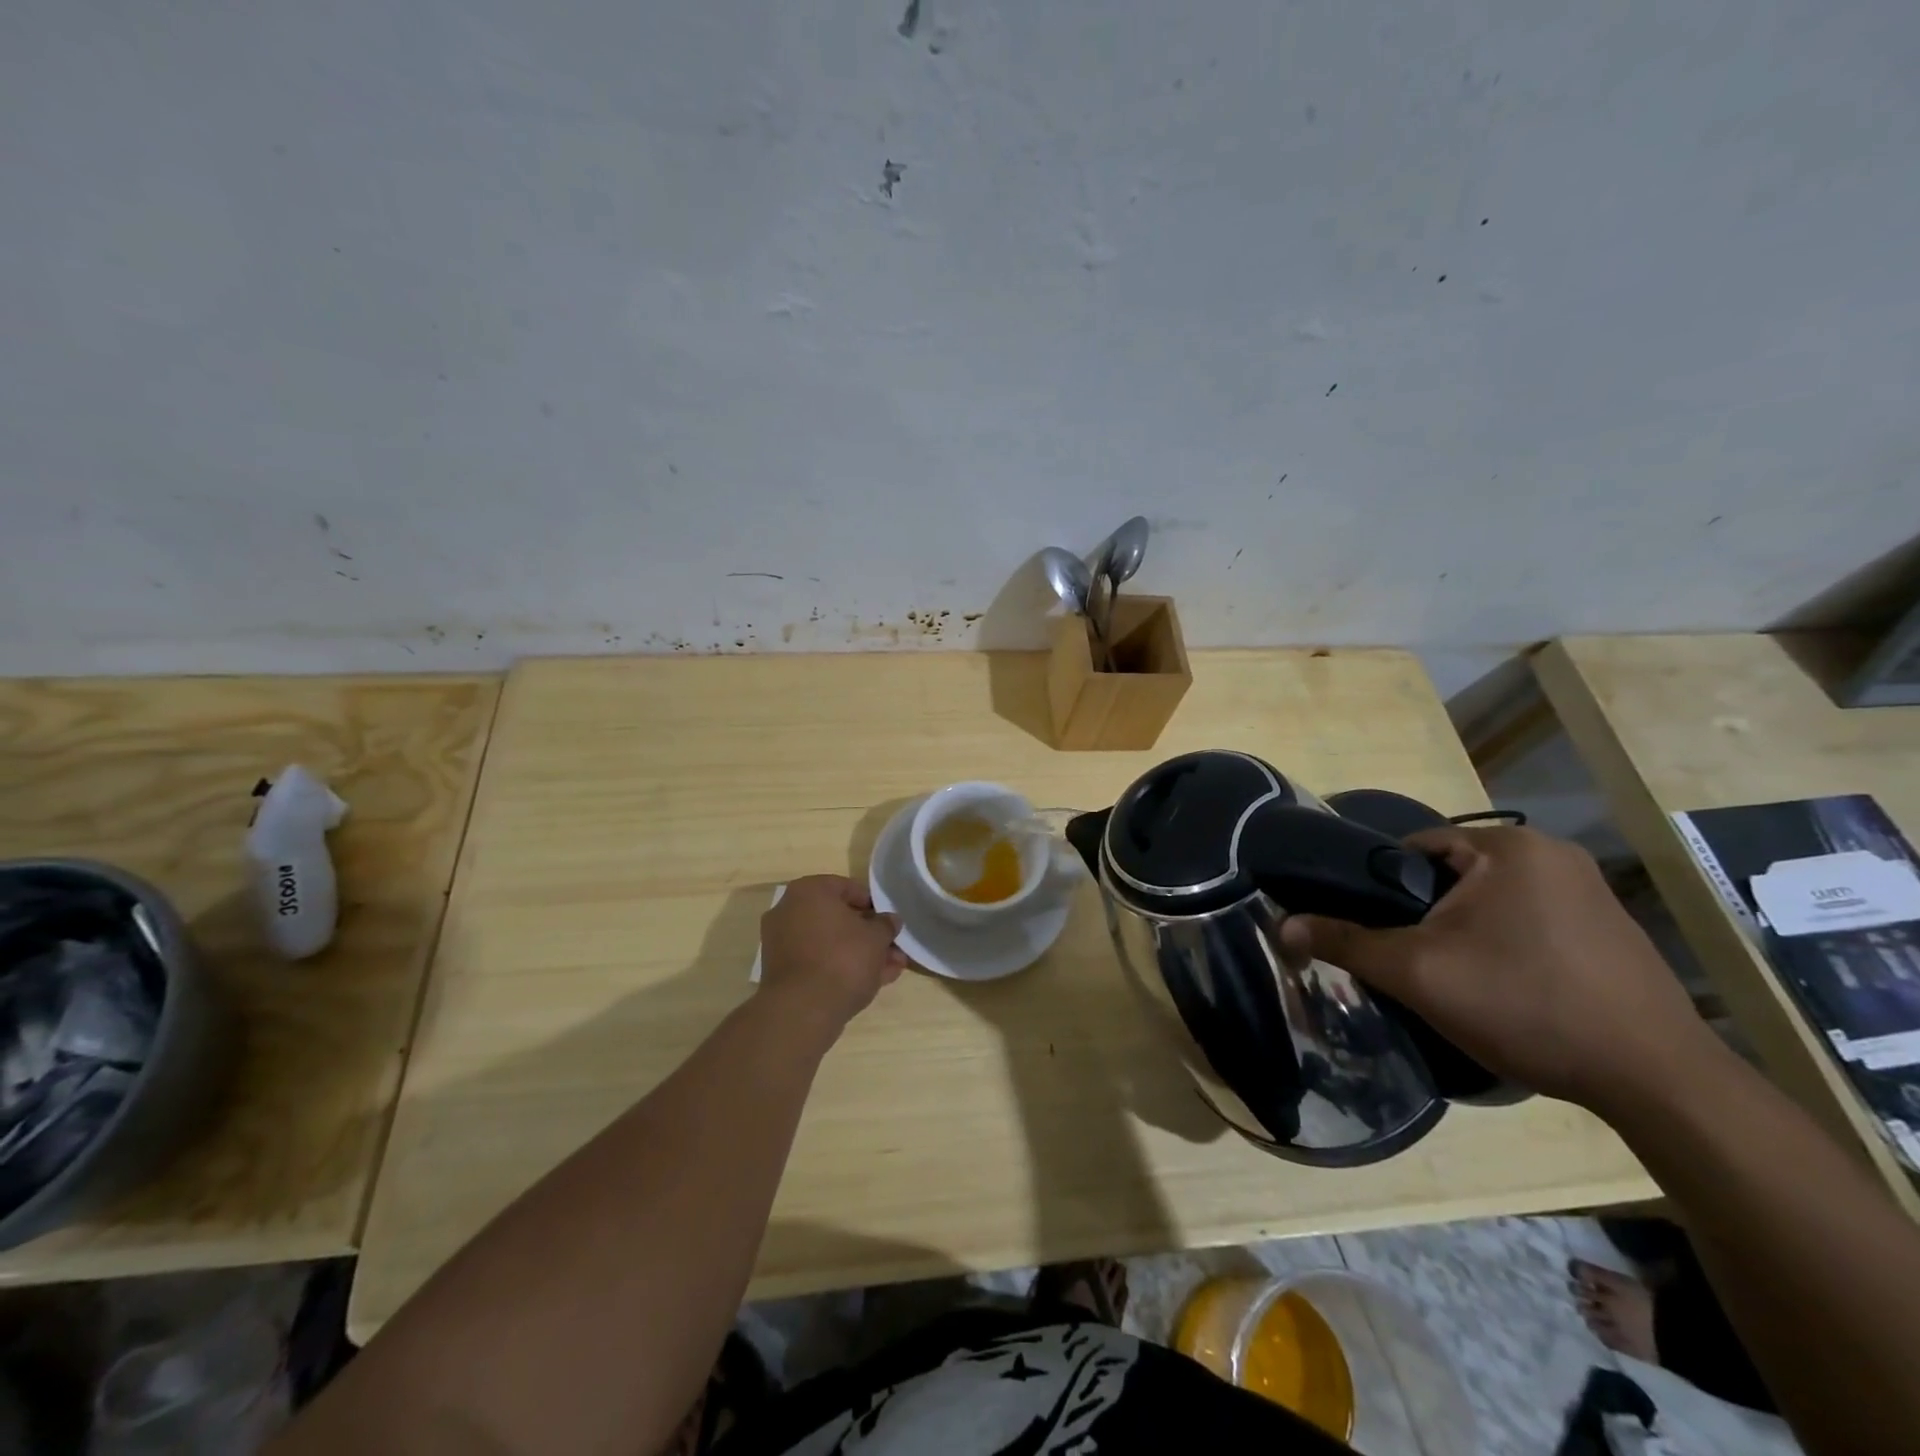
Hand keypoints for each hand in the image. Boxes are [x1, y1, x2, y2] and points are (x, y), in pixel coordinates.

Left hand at [757, 875, 906, 1033]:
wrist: (803, 1010)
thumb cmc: (843, 958)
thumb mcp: (876, 938)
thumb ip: (886, 925)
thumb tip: (891, 920)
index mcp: (809, 890)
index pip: (848, 887)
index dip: (873, 905)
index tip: (889, 922)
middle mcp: (789, 910)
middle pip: (838, 918)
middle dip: (868, 934)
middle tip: (893, 948)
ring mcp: (782, 942)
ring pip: (830, 942)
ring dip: (860, 953)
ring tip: (890, 969)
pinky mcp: (782, 971)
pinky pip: (818, 961)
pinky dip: (841, 967)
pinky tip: (871, 981)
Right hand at [1288, 826, 1716, 1113]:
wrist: (1658, 1081)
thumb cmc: (1526, 1004)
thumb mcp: (1418, 973)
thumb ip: (1346, 942)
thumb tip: (1281, 925)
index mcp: (1509, 847)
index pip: (1414, 847)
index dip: (1382, 887)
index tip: (1374, 929)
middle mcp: (1553, 855)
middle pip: (1451, 875)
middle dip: (1424, 915)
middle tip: (1411, 961)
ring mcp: (1590, 892)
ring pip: (1489, 901)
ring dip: (1463, 931)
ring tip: (1454, 979)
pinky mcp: (1610, 929)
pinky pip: (1529, 921)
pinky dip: (1504, 945)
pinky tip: (1506, 989)